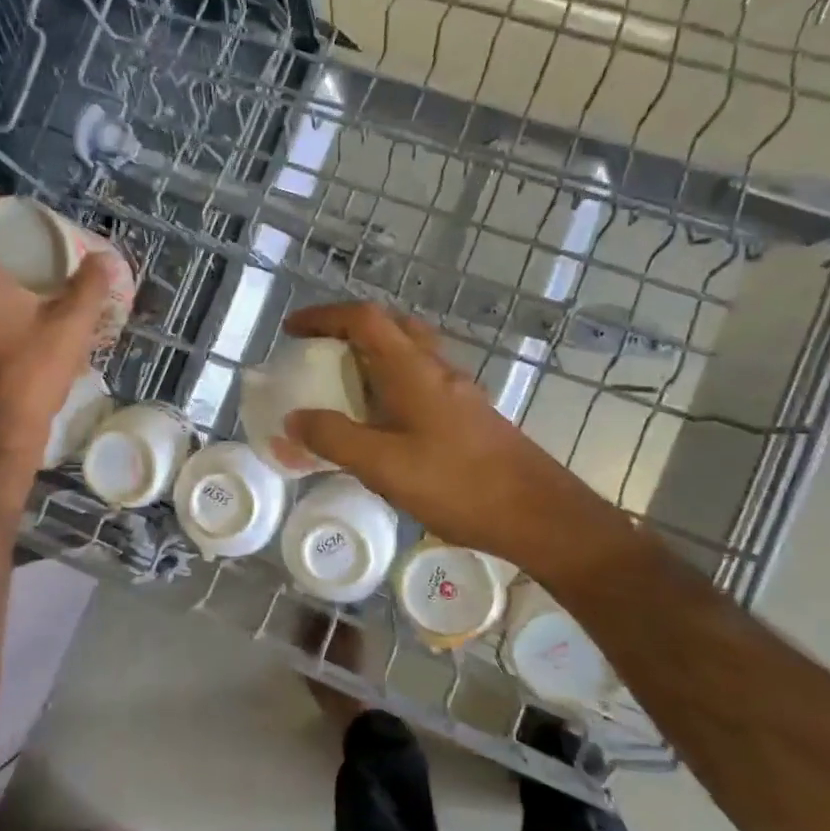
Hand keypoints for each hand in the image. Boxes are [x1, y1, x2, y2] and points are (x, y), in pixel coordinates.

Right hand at [282, 301, 615, 566]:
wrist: (537, 514)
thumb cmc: (458, 484)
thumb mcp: (384, 465)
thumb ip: (334, 439)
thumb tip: (294, 419)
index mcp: (414, 370)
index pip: (365, 319)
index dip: (324, 316)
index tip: (292, 330)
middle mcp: (437, 370)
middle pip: (390, 327)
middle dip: (349, 330)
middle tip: (319, 352)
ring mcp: (457, 393)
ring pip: (409, 354)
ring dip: (372, 356)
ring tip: (341, 386)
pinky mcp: (467, 417)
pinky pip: (420, 383)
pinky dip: (390, 385)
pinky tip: (380, 424)